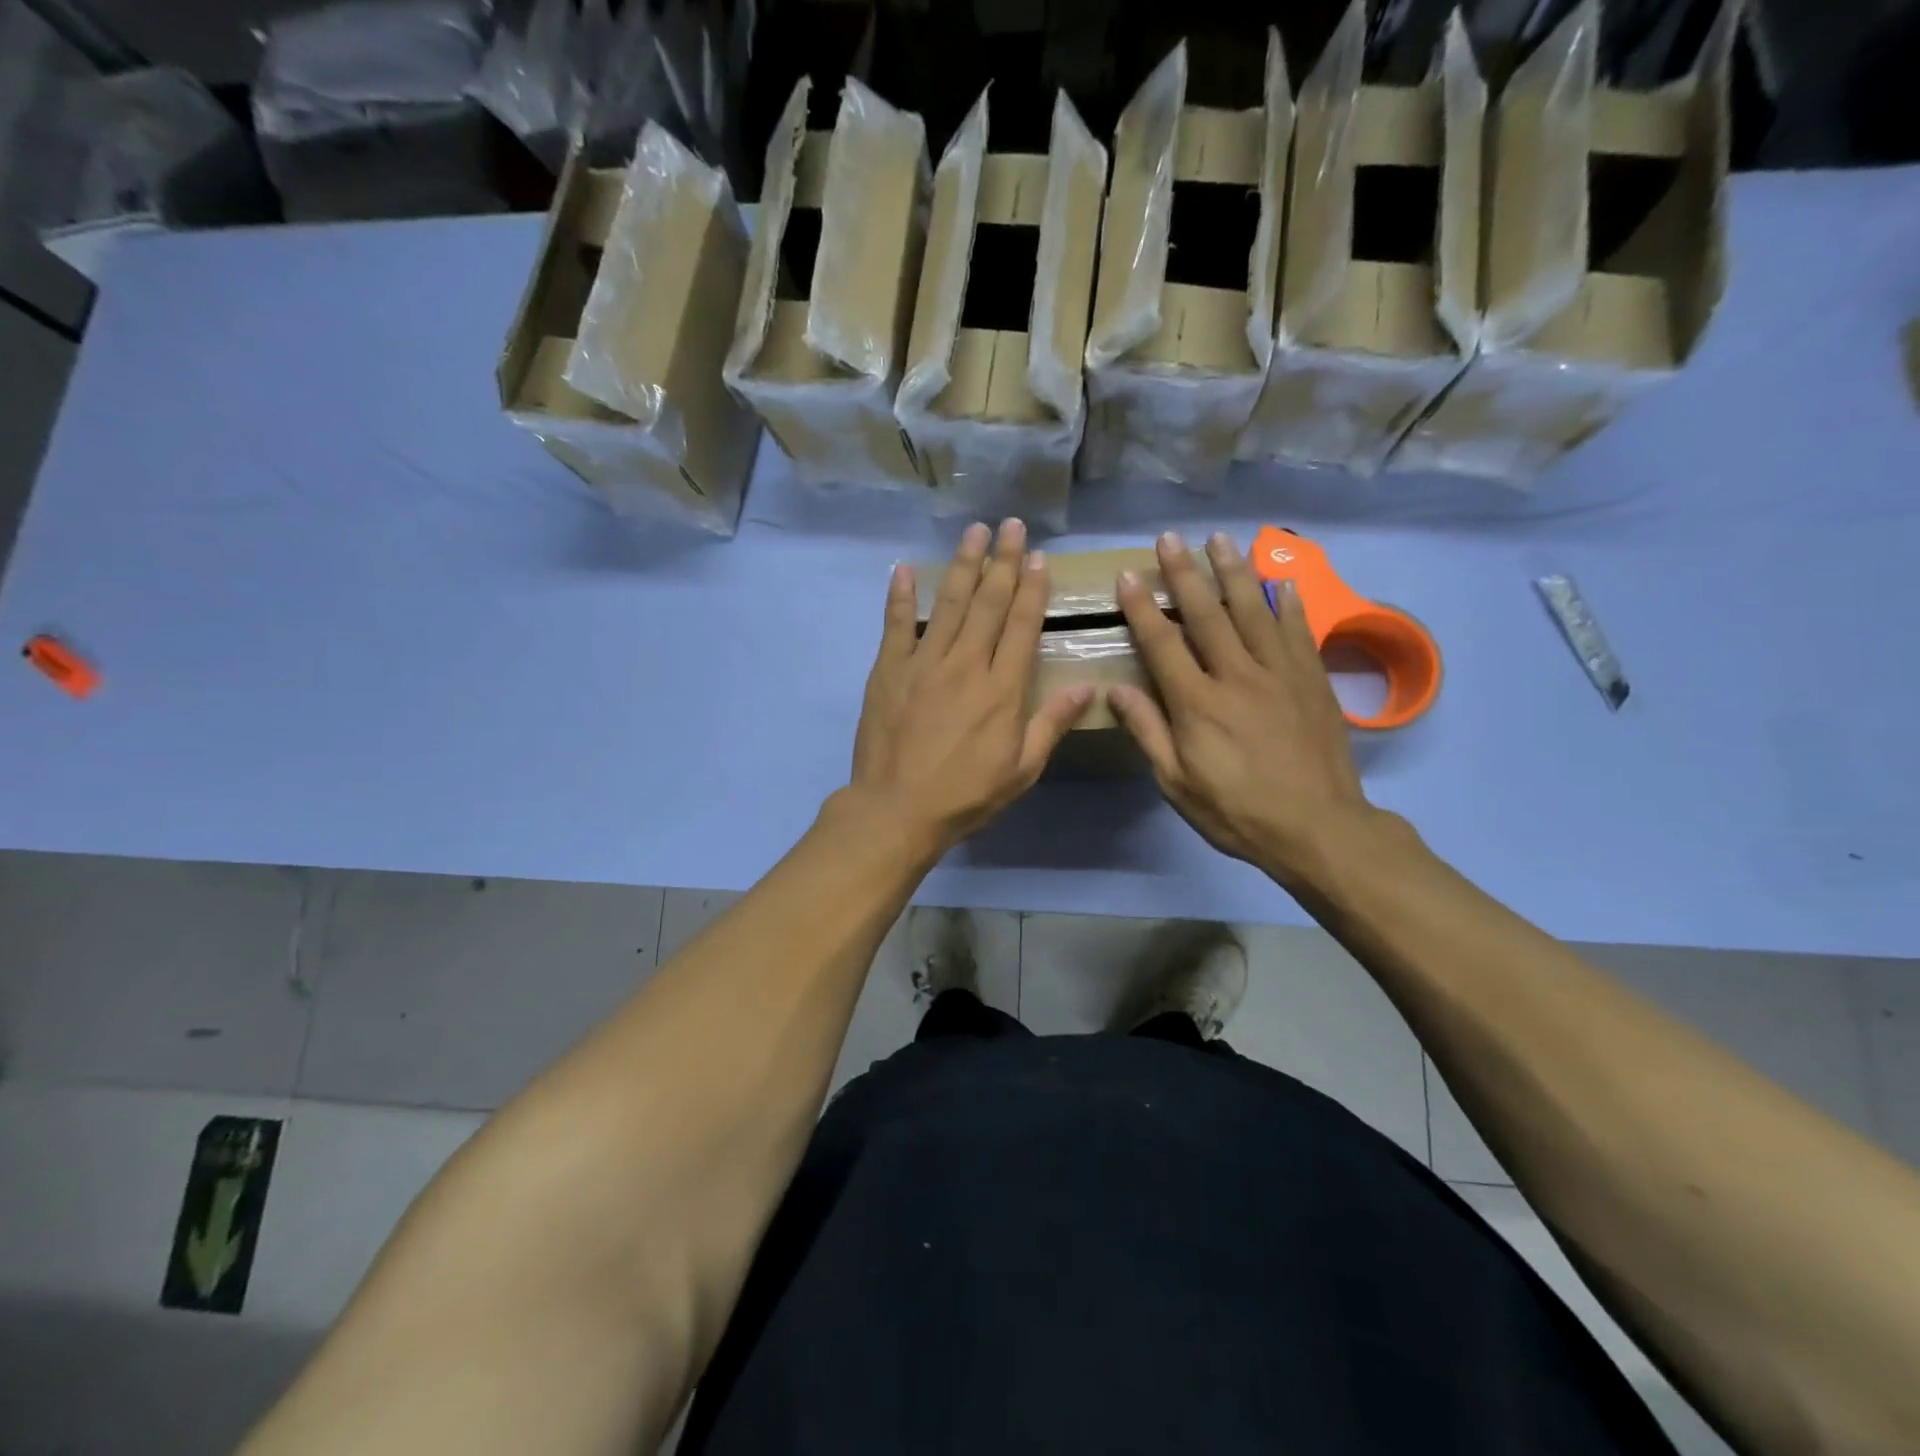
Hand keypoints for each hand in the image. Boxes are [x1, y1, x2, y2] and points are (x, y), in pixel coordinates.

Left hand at [845, 519, 1093, 859]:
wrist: (897, 810)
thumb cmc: (966, 795)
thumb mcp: (1022, 769)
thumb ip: (1052, 723)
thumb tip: (1089, 687)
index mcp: (1002, 688)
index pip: (1023, 625)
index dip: (1032, 589)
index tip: (1038, 557)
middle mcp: (966, 664)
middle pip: (988, 603)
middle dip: (1003, 561)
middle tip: (1012, 525)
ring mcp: (923, 663)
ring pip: (947, 603)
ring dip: (963, 565)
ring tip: (974, 532)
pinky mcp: (888, 670)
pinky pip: (895, 625)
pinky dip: (899, 596)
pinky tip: (904, 569)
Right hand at [1108, 531, 1382, 889]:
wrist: (1319, 828)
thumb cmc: (1237, 811)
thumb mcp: (1177, 783)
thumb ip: (1148, 732)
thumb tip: (1116, 689)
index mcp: (1197, 703)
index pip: (1162, 644)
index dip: (1142, 608)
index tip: (1127, 576)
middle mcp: (1237, 676)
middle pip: (1207, 614)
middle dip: (1185, 573)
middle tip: (1169, 538)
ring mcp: (1280, 673)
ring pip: (1254, 610)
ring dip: (1233, 572)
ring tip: (1219, 540)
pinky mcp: (1313, 679)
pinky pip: (1298, 630)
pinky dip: (1288, 601)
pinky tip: (1281, 578)